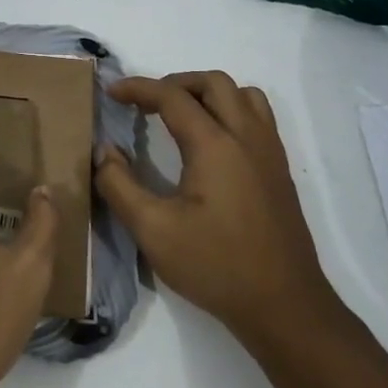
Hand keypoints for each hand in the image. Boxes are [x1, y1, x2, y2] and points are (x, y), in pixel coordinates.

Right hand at [95, 72, 329, 342]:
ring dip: (208, 93)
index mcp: (215, 145)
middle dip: (175, 83)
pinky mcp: (279, 171)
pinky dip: (230, 110)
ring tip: (180, 115)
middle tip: (145, 104)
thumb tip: (103, 151)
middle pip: (213, 83)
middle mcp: (247, 137)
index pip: (173, 97)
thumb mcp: (153, 230)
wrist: (284, 305)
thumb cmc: (215, 266)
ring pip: (243, 95)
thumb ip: (119, 185)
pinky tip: (211, 143)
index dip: (138, 88)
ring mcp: (270, 153)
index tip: (111, 92)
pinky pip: (258, 118)